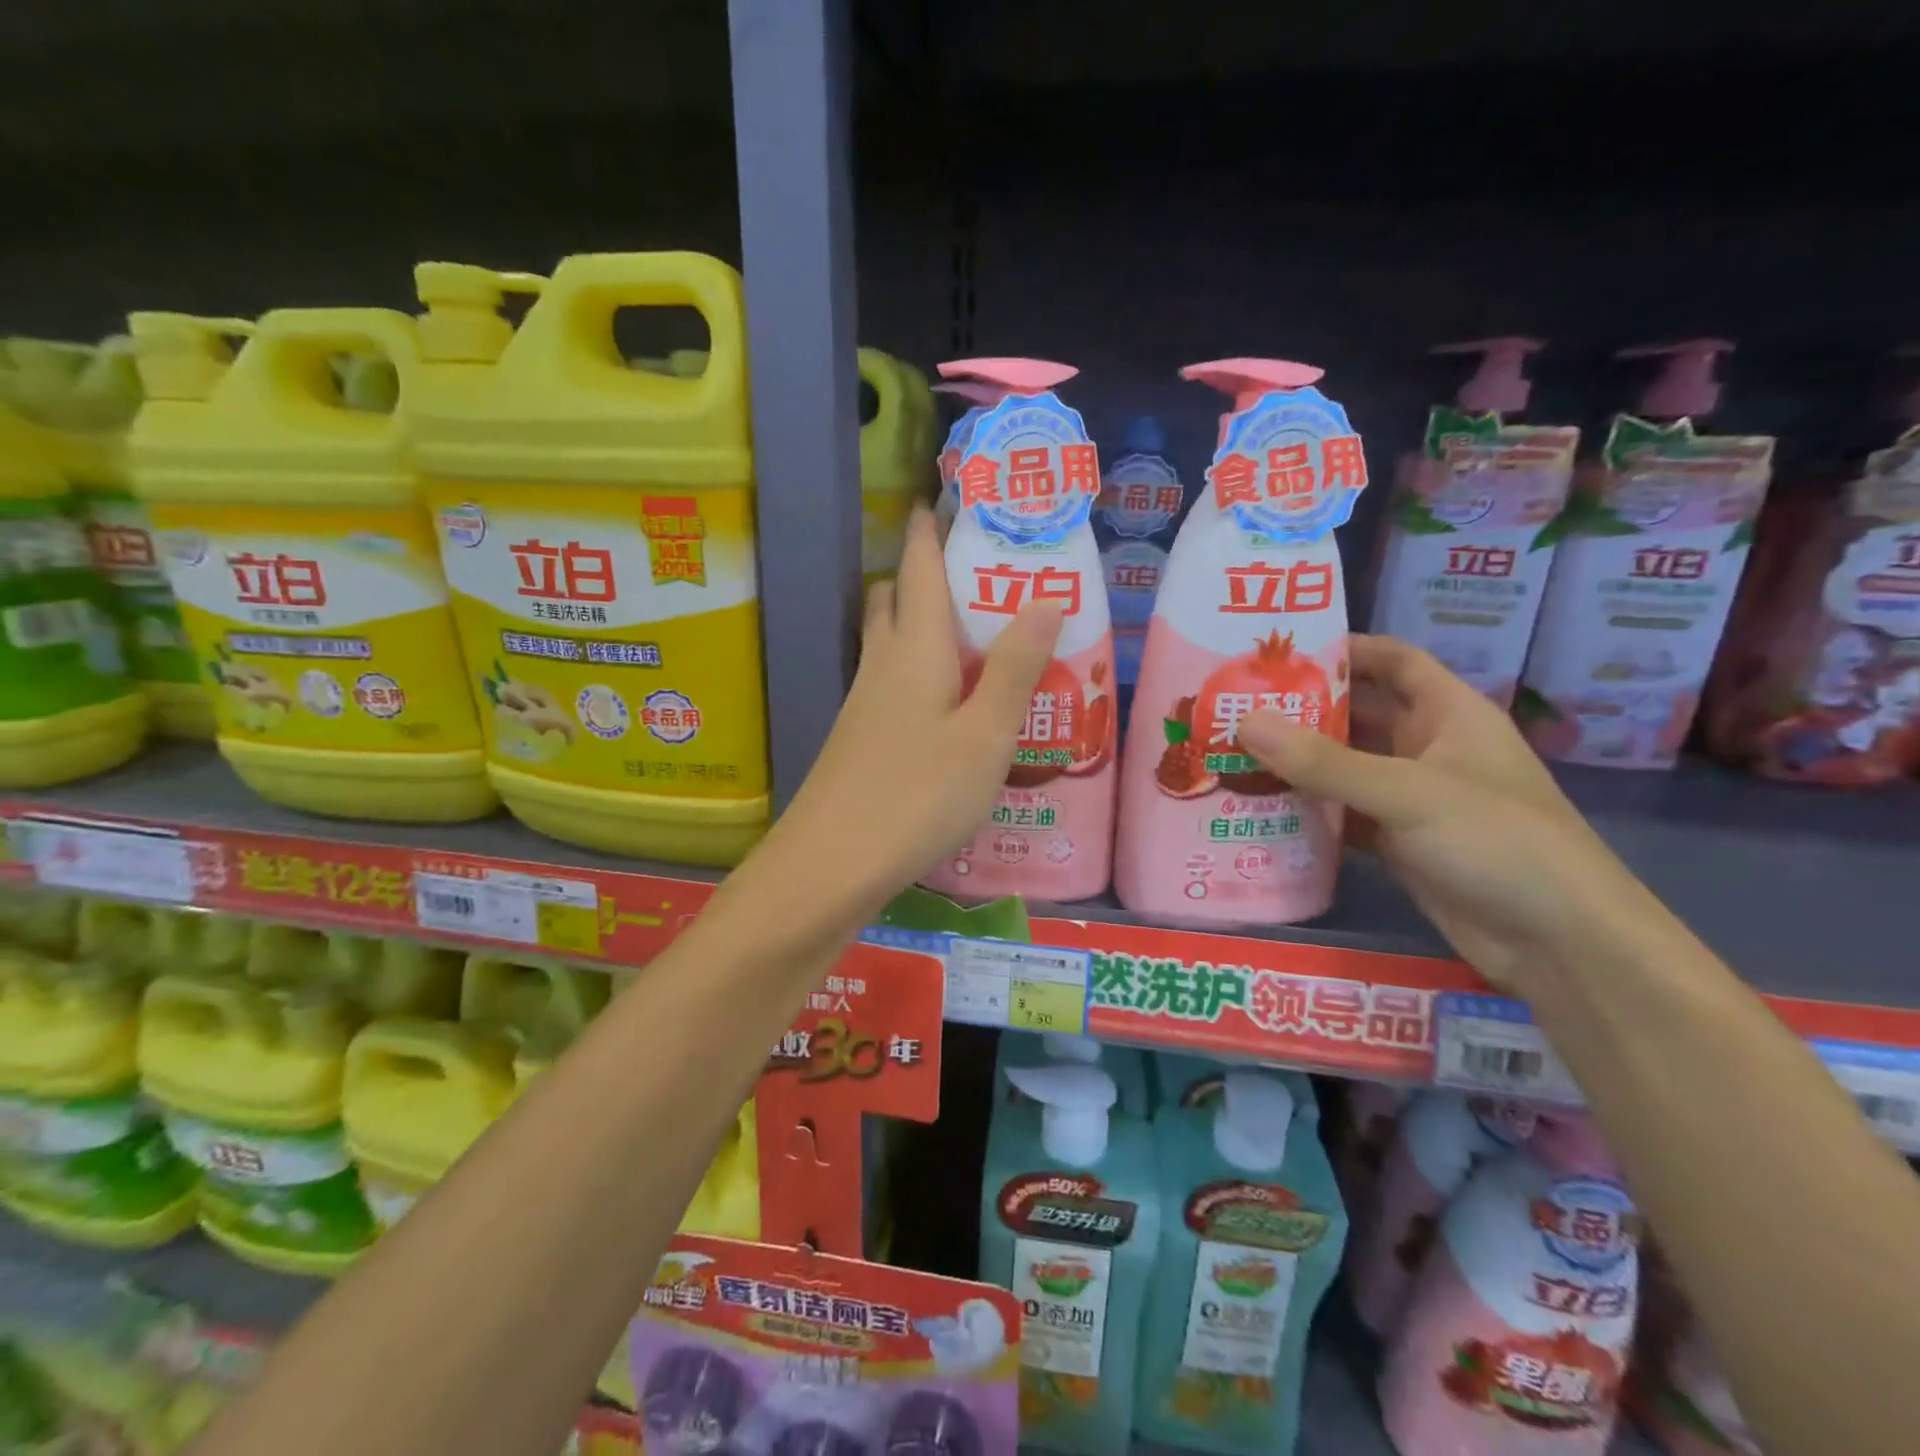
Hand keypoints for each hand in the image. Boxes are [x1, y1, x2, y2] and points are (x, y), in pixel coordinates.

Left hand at [774, 508, 1061, 907]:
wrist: (831, 865)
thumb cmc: (918, 795)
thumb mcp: (985, 735)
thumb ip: (1015, 668)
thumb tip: (1044, 597)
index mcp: (914, 649)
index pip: (919, 567)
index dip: (932, 528)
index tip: (950, 497)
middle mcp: (882, 664)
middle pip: (895, 598)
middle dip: (925, 573)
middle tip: (980, 574)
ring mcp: (865, 703)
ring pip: (890, 642)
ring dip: (923, 624)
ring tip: (978, 636)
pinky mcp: (861, 738)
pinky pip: (891, 682)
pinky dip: (919, 670)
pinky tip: (951, 704)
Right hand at [1237, 635, 1657, 991]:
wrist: (1558, 943)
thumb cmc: (1497, 841)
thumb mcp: (1407, 793)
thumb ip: (1323, 761)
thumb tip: (1244, 721)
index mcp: (1449, 714)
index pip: (1394, 661)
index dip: (1345, 649)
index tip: (1280, 650)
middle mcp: (1428, 748)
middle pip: (1358, 714)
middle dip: (1302, 708)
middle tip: (1234, 704)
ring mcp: (1412, 798)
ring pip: (1345, 767)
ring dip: (1296, 762)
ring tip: (1231, 751)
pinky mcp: (1397, 842)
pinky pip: (1342, 813)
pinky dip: (1306, 809)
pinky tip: (1258, 807)